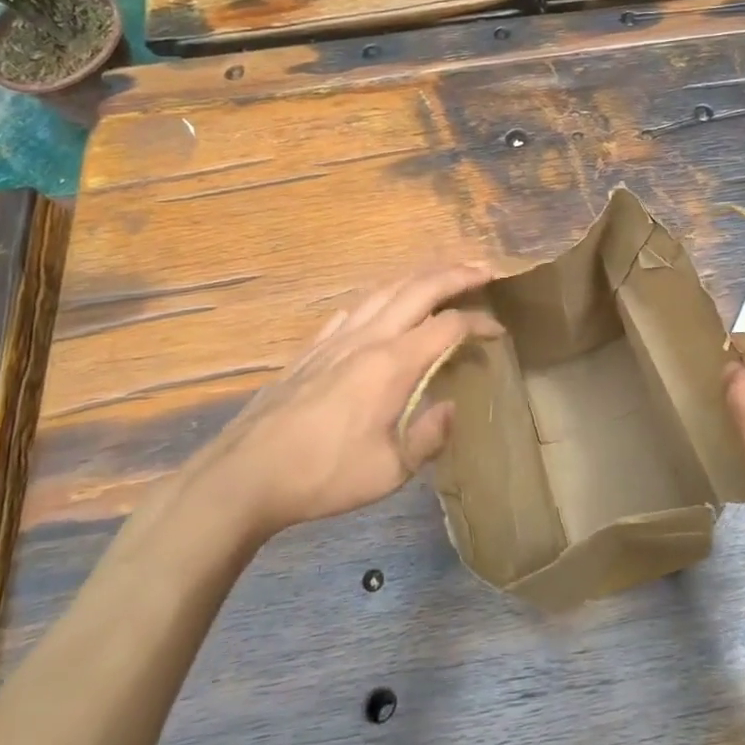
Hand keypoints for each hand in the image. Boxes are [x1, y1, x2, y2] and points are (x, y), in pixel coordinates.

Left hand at [185, 262, 500, 547]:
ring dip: (419, 278)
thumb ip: (430, 436)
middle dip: (456, 273)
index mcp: (393, 363)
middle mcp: (368, 338)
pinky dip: (379, 298)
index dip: (480, 324)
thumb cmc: (324, 474)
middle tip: (485, 269)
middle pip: (420, 288)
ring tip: (440, 277)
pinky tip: (379, 308)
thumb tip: (452, 407)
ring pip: (385, 290)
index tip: (499, 334)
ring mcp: (336, 339)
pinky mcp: (312, 349)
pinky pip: (353, 309)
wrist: (246, 474)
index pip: (449, 326)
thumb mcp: (390, 470)